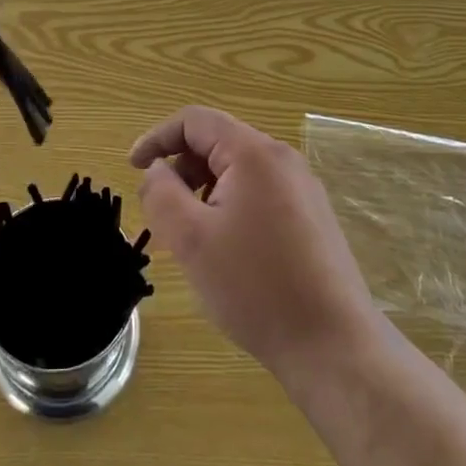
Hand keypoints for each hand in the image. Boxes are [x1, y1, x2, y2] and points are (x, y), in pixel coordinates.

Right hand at [130, 107, 384, 385]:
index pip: (195, 120)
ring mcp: (303, 187)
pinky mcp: (313, 215)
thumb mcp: (190, 239)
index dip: (157, 138)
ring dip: (204, 188)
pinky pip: (260, 191)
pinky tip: (227, 247)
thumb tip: (157, 169)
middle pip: (218, 141)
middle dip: (182, 167)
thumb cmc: (255, 286)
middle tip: (162, 210)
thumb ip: (161, 193)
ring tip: (192, 233)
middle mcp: (282, 159)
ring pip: (238, 169)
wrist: (333, 345)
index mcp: (253, 153)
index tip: (133, 168)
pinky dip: (231, 203)